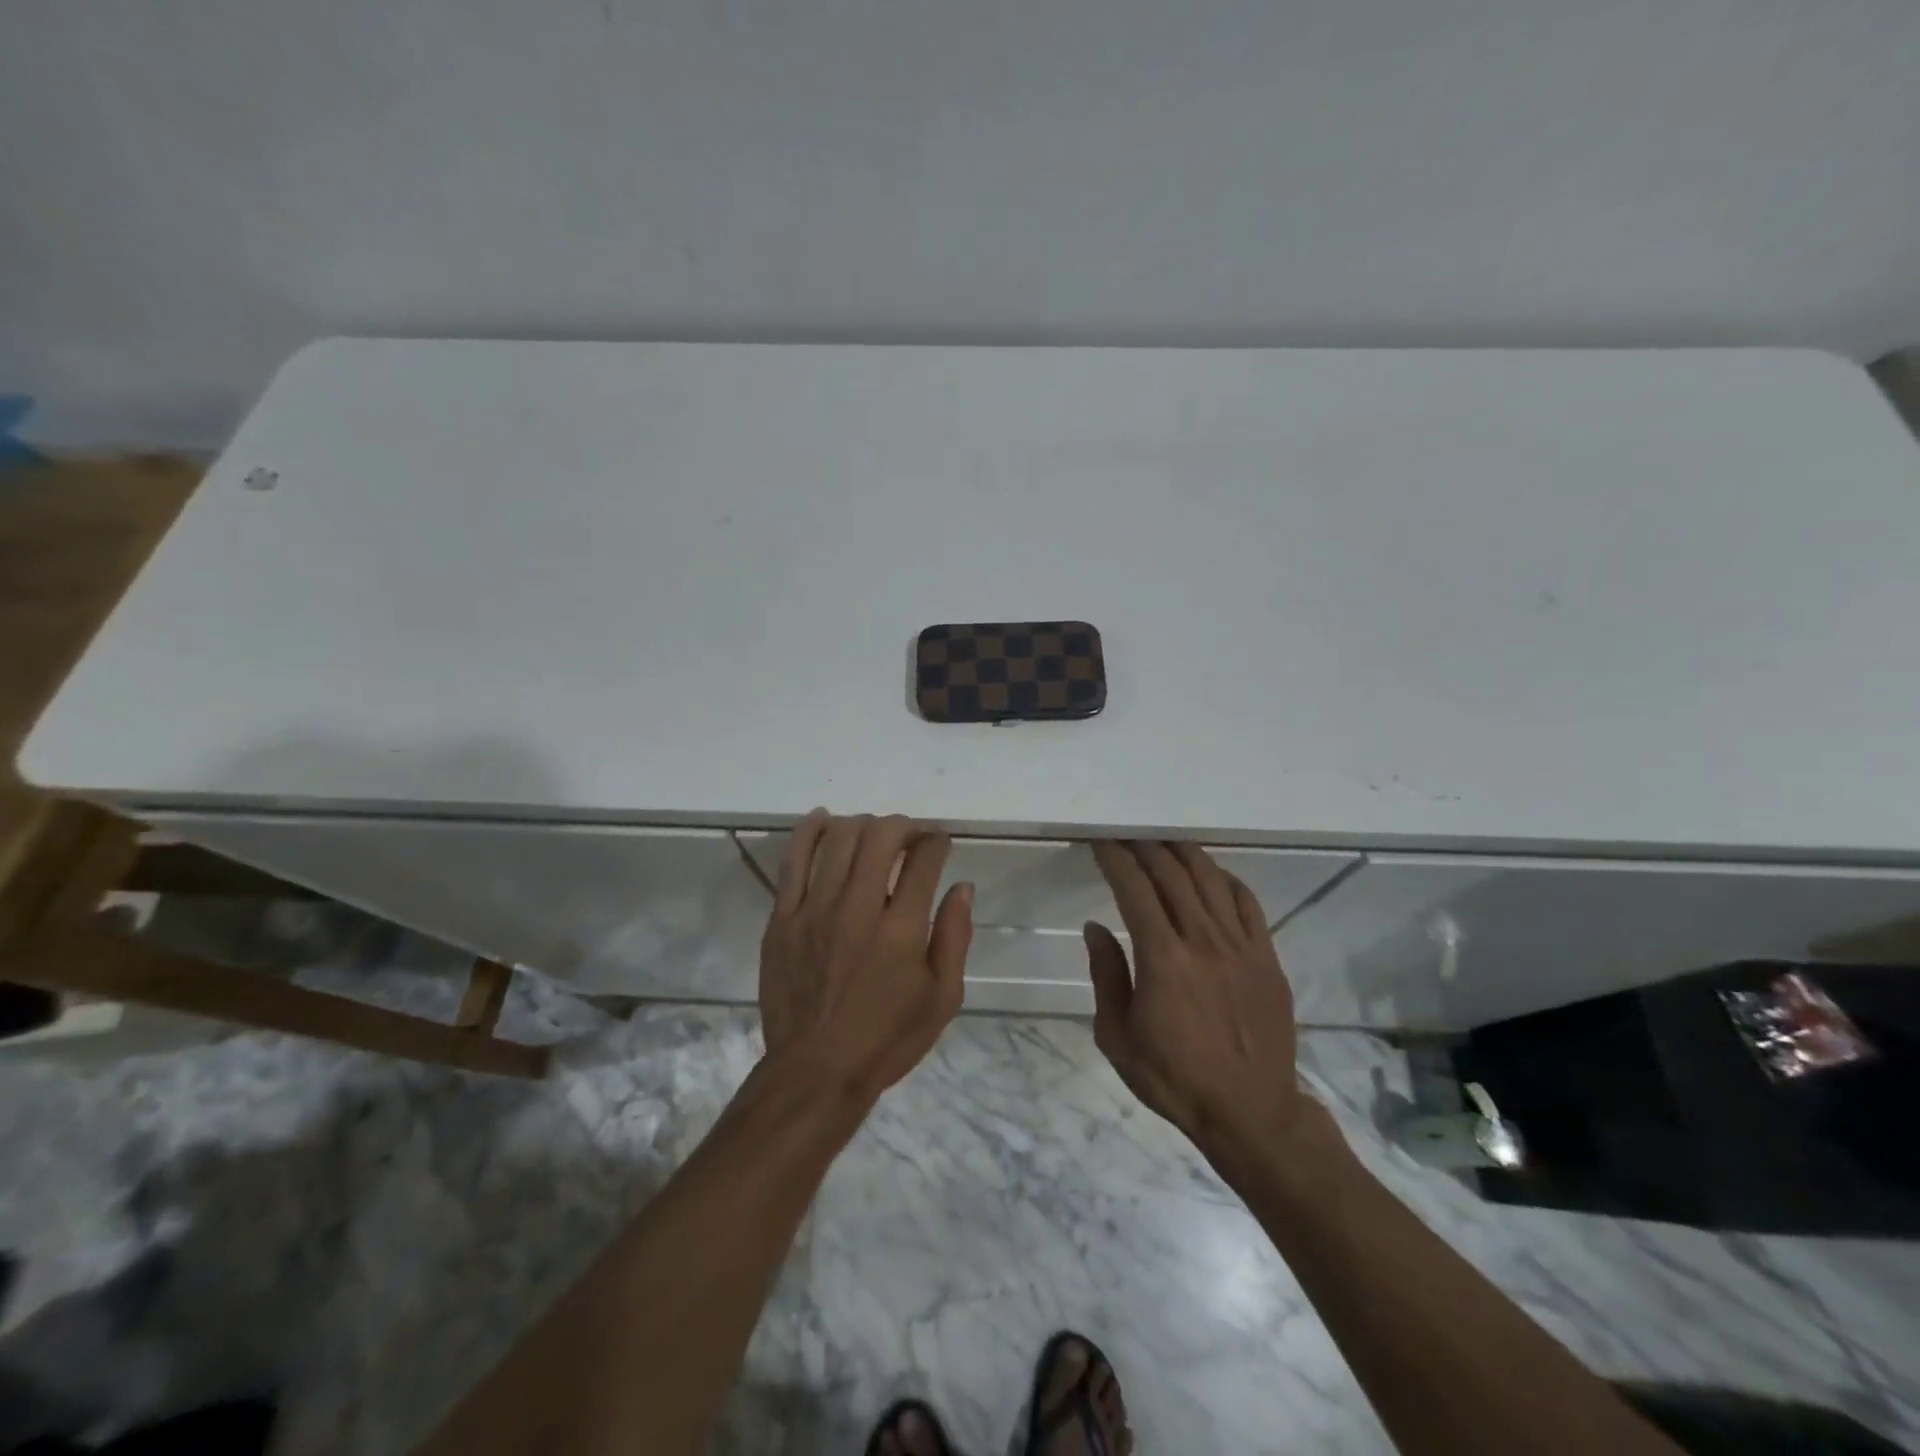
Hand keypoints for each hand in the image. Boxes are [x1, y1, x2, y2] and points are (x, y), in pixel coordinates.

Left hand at [759, 810, 974, 1104]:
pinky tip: (824, 819)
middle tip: (910, 836)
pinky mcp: (783, 918)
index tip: (939, 844)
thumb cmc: (887, 1039)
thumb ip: (956, 937)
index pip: (924, 859)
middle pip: (880, 836)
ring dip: (863, 824)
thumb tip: (962, 887)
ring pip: (838, 839)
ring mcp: (815, 910)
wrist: (815, 1072)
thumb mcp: (943, 999)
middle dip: (902, 825)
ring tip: (873, 833)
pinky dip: (810, 831)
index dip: (936, 841)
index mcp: (902, 930)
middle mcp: (859, 908)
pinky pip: (793, 860)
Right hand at [1085, 842, 1310, 1159]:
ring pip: (1210, 878)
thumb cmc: (1174, 1078)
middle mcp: (1202, 940)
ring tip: (1163, 841)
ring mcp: (1240, 945)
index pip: (1133, 888)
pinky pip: (1246, 902)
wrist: (1250, 1112)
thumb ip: (1106, 976)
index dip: (1115, 858)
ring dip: (1183, 853)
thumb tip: (1096, 928)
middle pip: (1171, 873)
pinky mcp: (1266, 957)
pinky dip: (1224, 878)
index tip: (1101, 842)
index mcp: (1162, 959)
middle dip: (1145, 846)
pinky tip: (1210, 874)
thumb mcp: (1118, 1037)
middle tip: (1127, 835)